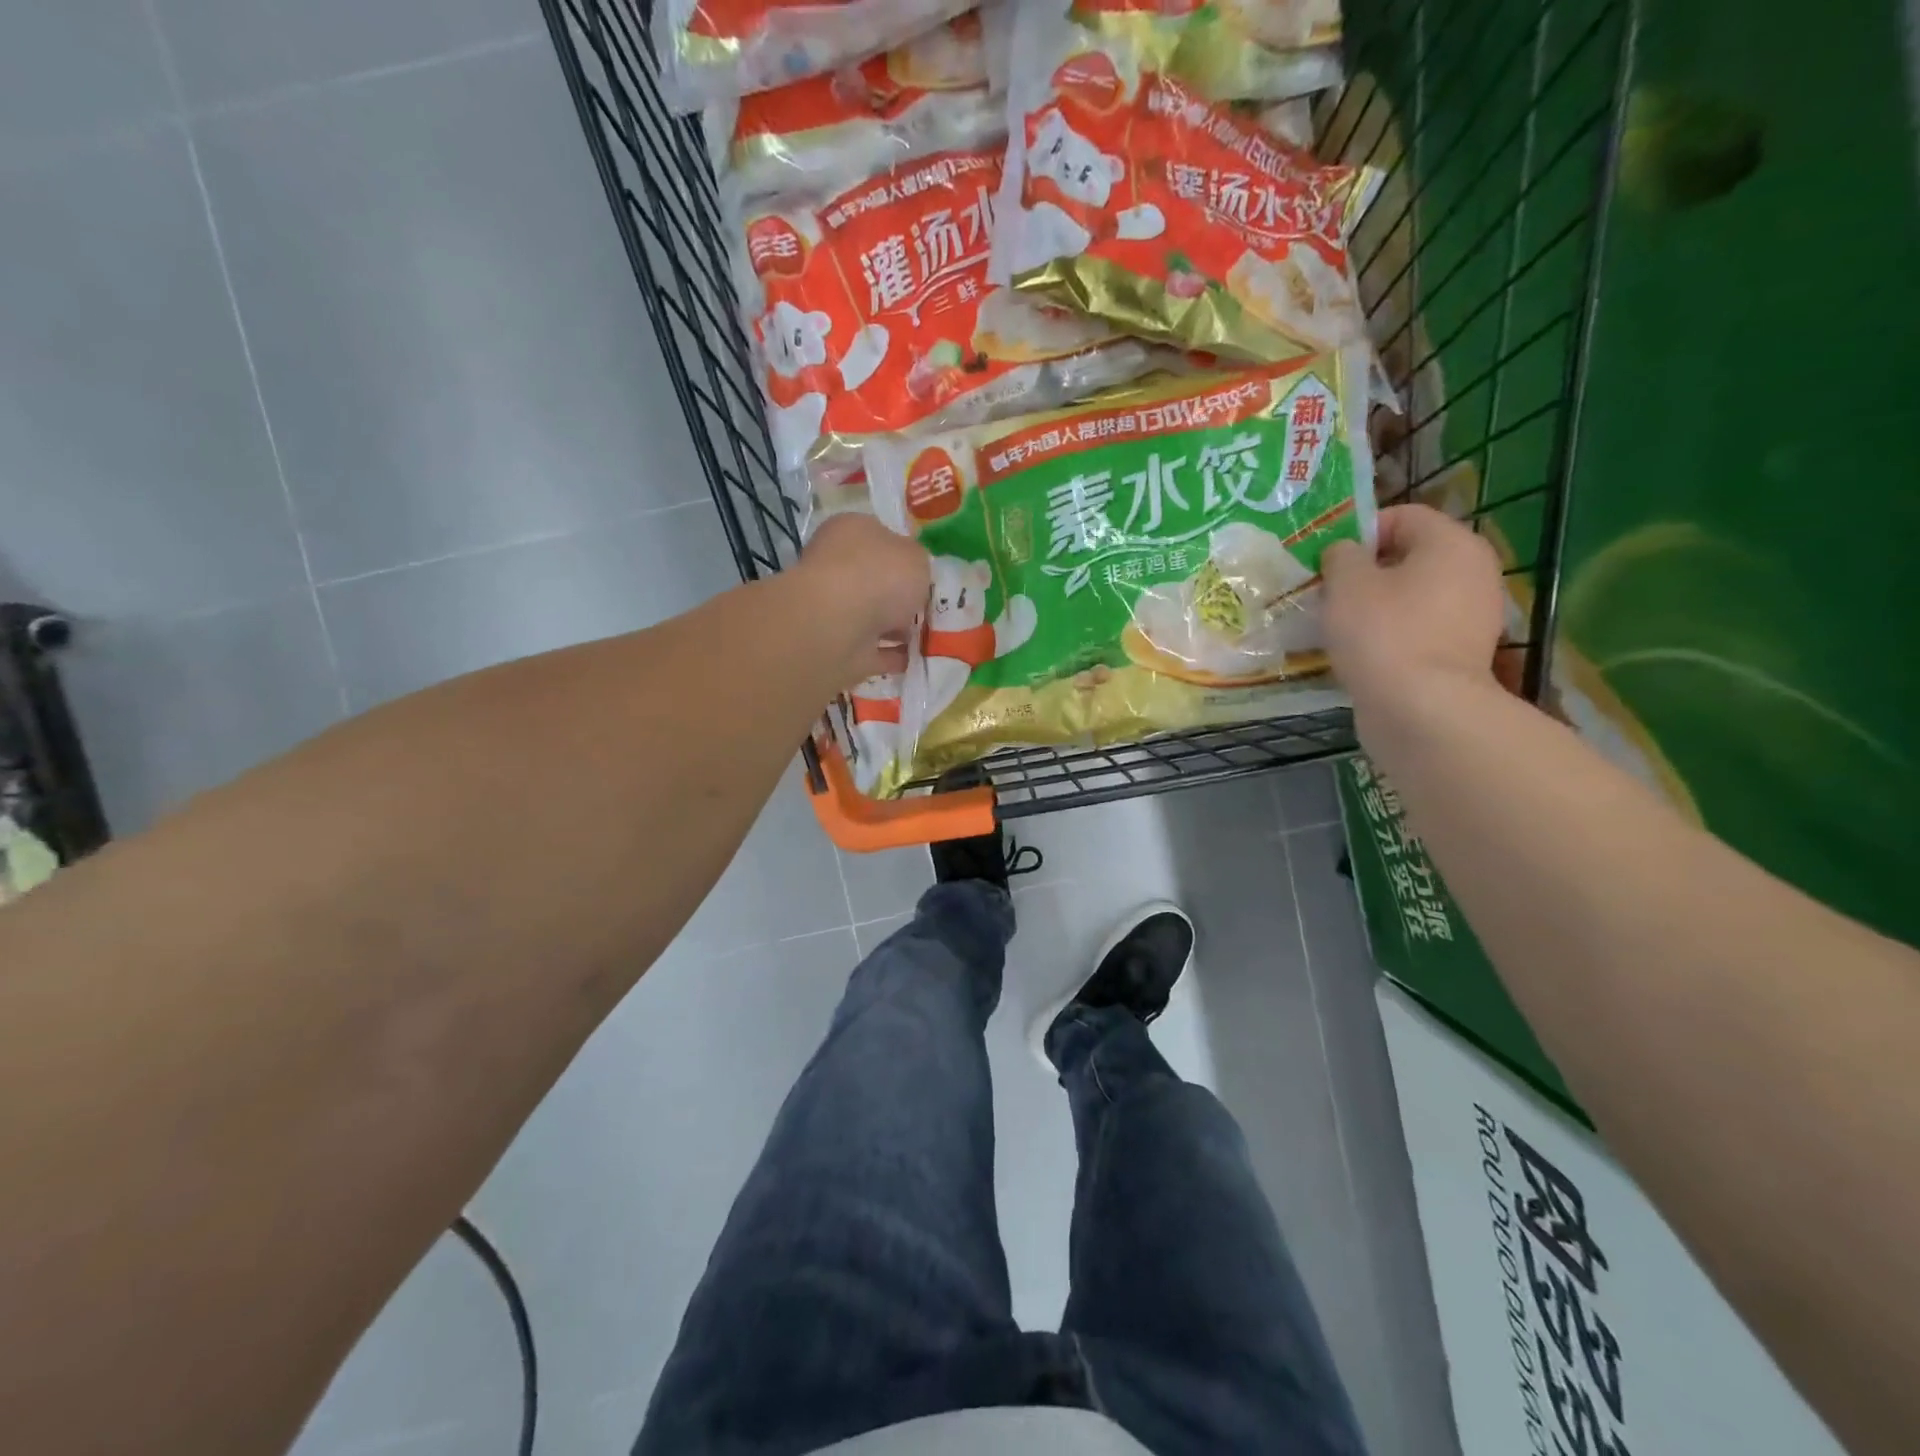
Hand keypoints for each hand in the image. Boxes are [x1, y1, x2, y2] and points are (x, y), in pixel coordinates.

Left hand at [795, 512, 930, 686]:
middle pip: (877, 581)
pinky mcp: (840, 647)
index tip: (928, 574)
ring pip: (874, 618)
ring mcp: (835, 610)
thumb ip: (919, 563)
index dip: (905, 555)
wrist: (840, 626)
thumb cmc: (880, 575)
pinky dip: (894, 656)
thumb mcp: (917, 557)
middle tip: (931, 608)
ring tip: (932, 637)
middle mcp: (838, 567)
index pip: (880, 538)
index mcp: (850, 532)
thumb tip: (914, 574)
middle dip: (902, 596)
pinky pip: (875, 651)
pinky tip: (918, 660)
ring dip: (899, 628)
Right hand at [1321, 505, 1505, 715]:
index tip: (1329, 562)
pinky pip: (1420, 629)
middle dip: (1368, 572)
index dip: (1360, 532)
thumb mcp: (1346, 583)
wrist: (1420, 708)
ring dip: (1378, 606)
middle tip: (1331, 595)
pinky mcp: (1462, 653)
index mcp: (1452, 543)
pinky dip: (1393, 635)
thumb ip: (1341, 556)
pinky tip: (1365, 654)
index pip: (1402, 516)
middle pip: (1410, 557)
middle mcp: (1474, 571)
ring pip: (1414, 596)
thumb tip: (1345, 552)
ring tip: (1342, 627)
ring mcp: (1474, 615)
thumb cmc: (1382, 632)